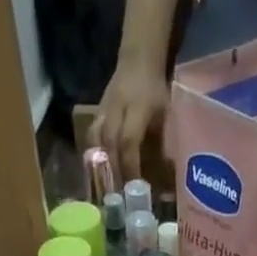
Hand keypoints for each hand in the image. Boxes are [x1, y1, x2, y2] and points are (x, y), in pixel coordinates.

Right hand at [93, 62, 170, 180]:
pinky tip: (98, 171)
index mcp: (137, 107)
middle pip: (110, 144)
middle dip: (114, 171)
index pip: (128, 141)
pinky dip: (94, 155)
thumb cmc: (155, 91)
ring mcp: (104, 109)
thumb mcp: (164, 115)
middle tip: (119, 195)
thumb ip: (161, 144)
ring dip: (101, 165)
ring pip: (97, 140)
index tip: (133, 188)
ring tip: (106, 187)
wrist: (137, 60)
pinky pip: (92, 136)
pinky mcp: (96, 112)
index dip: (130, 166)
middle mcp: (117, 108)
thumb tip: (163, 180)